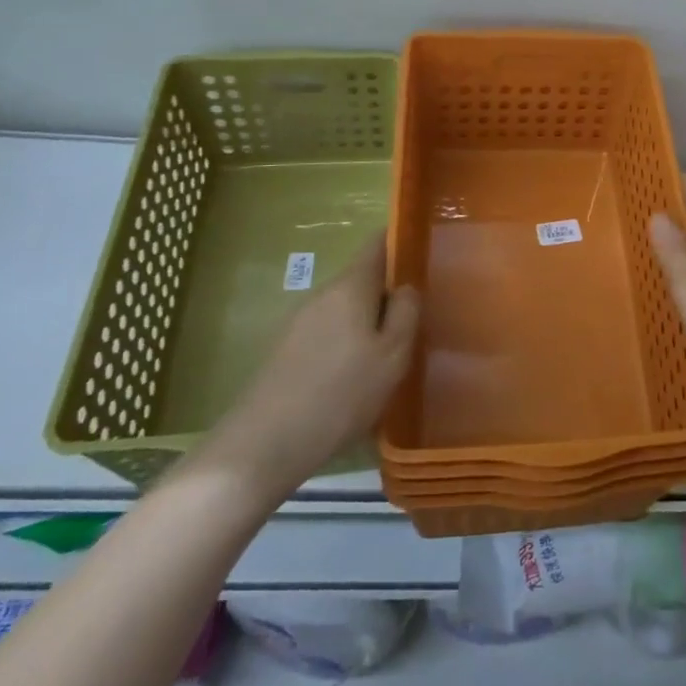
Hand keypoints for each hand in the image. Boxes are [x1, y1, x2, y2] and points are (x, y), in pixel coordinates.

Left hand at [195, 233, 417, 508]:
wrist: (263, 444)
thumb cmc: (341, 394)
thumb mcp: (392, 355)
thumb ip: (406, 313)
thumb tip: (406, 286)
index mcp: (350, 287)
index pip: (376, 244)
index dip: (399, 241)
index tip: (422, 251)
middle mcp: (321, 294)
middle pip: (361, 279)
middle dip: (387, 292)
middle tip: (414, 320)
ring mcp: (298, 322)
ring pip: (344, 309)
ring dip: (366, 322)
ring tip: (387, 356)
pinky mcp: (284, 351)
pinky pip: (326, 333)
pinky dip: (346, 344)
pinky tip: (353, 379)